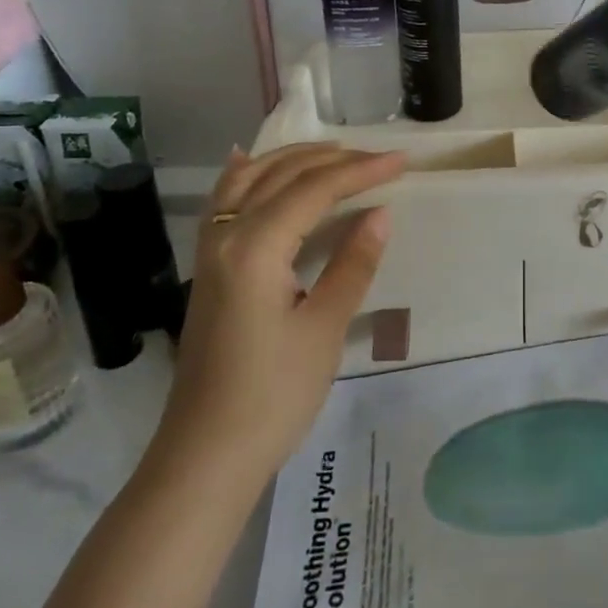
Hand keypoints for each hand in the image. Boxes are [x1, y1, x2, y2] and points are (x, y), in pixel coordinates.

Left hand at [150, 143, 406, 483]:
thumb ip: (352, 264)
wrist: (205, 455)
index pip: (314, 190)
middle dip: (334, 160)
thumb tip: (380, 213)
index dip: (361, 171)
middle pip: (282, 175)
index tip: (402, 161)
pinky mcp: (207, 268)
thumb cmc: (272, 396)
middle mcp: (227, 235)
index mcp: (256, 248)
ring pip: (249, 180)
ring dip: (292, 159)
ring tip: (333, 151)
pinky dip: (245, 175)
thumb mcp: (324, 329)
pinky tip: (249, 162)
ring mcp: (210, 250)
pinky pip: (224, 201)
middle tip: (380, 158)